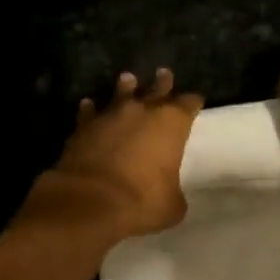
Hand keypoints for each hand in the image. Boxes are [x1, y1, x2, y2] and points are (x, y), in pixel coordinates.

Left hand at [29, 69, 203, 239]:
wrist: (90, 201)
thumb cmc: (142, 202)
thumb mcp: (172, 205)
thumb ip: (174, 192)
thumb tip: (169, 193)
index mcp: (172, 124)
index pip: (188, 104)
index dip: (193, 103)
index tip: (195, 102)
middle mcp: (142, 111)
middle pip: (156, 89)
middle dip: (163, 83)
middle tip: (164, 74)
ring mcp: (110, 115)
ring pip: (121, 93)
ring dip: (126, 87)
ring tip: (128, 80)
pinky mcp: (83, 126)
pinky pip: (90, 112)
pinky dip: (91, 110)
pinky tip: (89, 106)